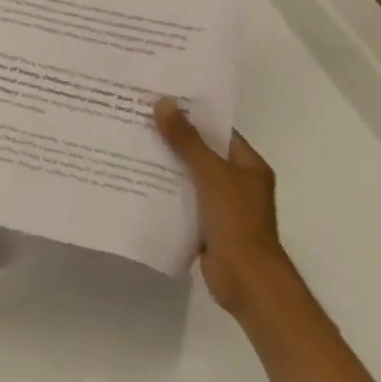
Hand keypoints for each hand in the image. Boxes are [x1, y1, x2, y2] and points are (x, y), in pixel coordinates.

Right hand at [153, 98, 289, 315]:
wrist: (247, 281)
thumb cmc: (236, 221)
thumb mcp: (210, 174)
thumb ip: (187, 140)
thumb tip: (164, 103)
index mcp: (248, 166)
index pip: (218, 131)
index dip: (192, 115)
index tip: (161, 100)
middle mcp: (238, 182)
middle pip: (202, 152)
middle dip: (174, 139)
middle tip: (139, 119)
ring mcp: (223, 206)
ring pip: (190, 177)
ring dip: (167, 165)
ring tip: (132, 144)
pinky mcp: (207, 226)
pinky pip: (183, 201)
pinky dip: (165, 192)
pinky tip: (138, 180)